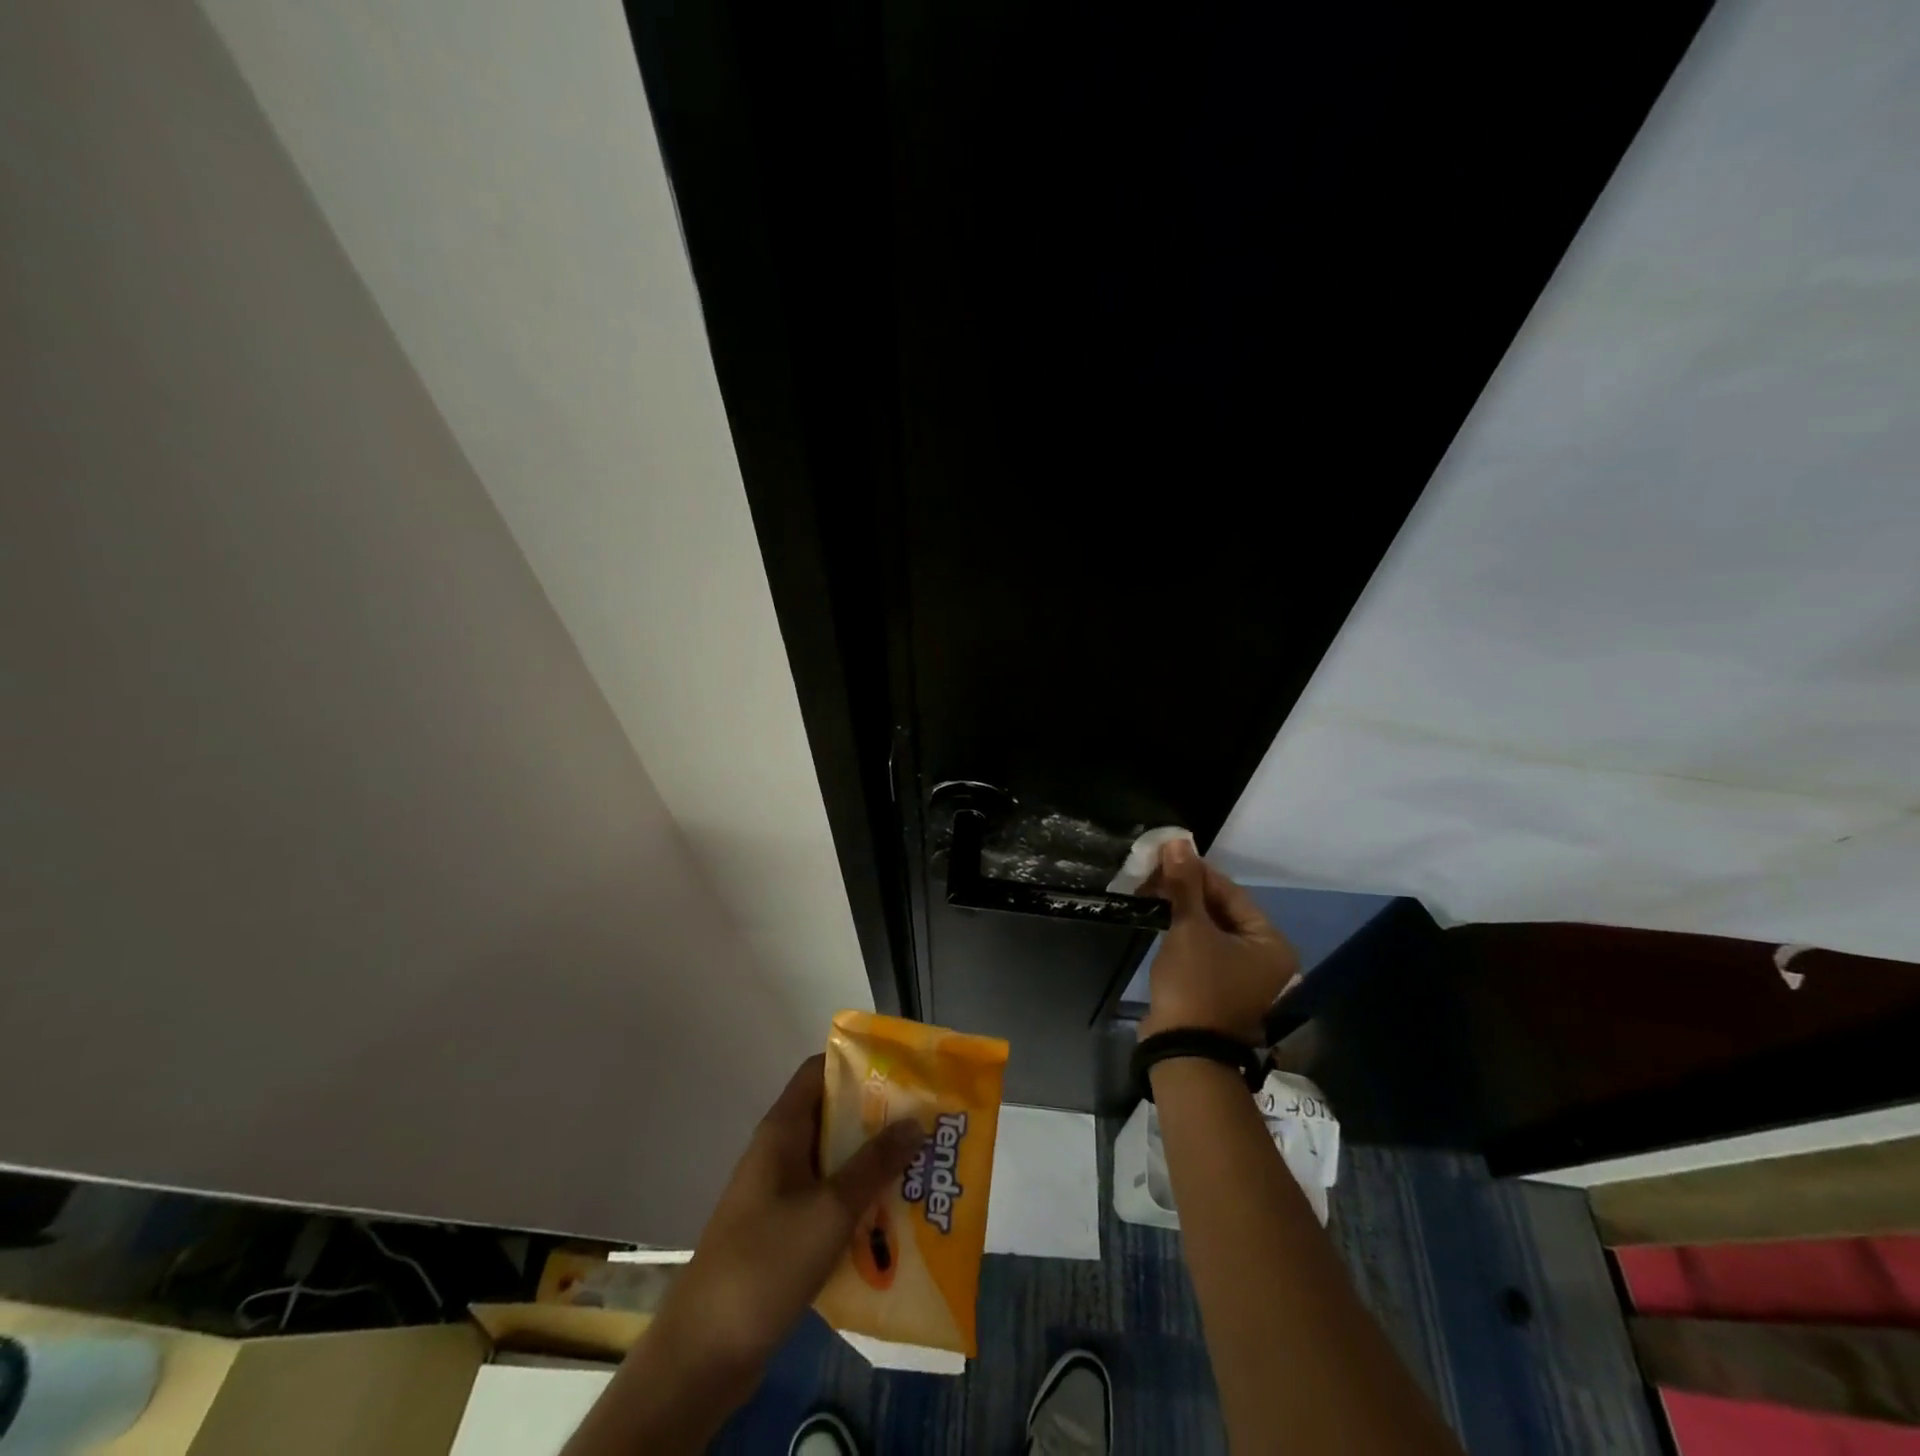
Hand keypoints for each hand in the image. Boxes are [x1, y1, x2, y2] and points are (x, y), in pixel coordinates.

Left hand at [651, 1054, 925, 1381]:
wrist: (704, 1352)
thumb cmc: (766, 1263)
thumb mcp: (830, 1210)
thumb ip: (874, 1164)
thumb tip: (915, 1121)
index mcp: (782, 1130)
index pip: (819, 1071)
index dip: (858, 1064)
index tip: (902, 1072)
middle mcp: (780, 1152)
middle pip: (832, 1116)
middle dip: (877, 1118)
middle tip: (924, 1123)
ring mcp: (779, 1193)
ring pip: (833, 1162)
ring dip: (871, 1164)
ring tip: (920, 1168)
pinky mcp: (783, 1231)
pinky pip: (827, 1200)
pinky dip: (857, 1202)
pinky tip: (892, 1220)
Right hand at [1139, 838, 1298, 1044]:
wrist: (1184, 1052)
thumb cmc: (1195, 985)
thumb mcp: (1189, 929)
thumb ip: (1185, 885)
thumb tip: (1178, 842)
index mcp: (1270, 943)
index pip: (1232, 893)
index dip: (1198, 871)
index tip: (1167, 855)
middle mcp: (1266, 960)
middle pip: (1224, 911)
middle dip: (1188, 890)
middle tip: (1155, 873)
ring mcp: (1245, 978)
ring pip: (1212, 930)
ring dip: (1184, 910)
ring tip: (1152, 891)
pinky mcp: (1221, 989)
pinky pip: (1205, 950)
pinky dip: (1185, 933)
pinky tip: (1160, 918)